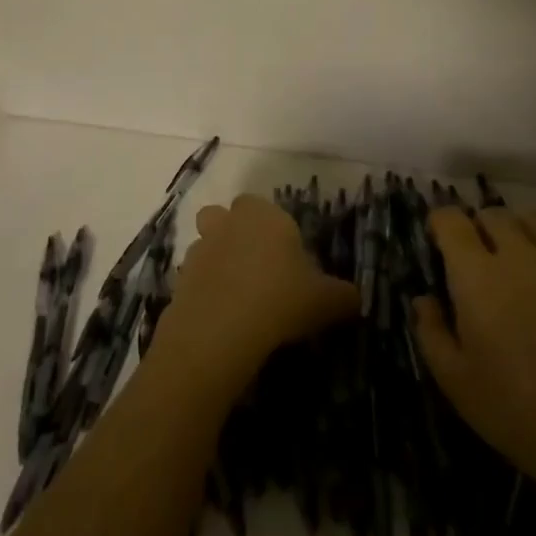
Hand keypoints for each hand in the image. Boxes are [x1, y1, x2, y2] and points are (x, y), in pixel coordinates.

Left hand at [156, 195, 357, 392]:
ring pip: (205, 244)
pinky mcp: (180, 279)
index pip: (263, 206)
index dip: (272, 228)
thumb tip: (355, 298)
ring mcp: (200, 248)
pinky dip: (204, 290)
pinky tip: (220, 316)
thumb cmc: (279, 300)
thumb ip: (343, 296)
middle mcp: (229, 222)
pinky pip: (194, 277)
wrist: (220, 330)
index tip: (284, 257)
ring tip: (236, 295)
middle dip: (234, 232)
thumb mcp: (325, 301)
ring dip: (216, 261)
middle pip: (224, 215)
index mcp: (265, 216)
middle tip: (255, 267)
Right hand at [412, 208, 535, 527]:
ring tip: (523, 259)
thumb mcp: (455, 382)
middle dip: (480, 229)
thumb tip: (424, 299)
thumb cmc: (517, 412)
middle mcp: (518, 253)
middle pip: (493, 214)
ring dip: (522, 231)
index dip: (440, 224)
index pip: (450, 220)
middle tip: (480, 260)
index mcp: (476, 275)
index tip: (439, 241)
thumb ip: (431, 332)